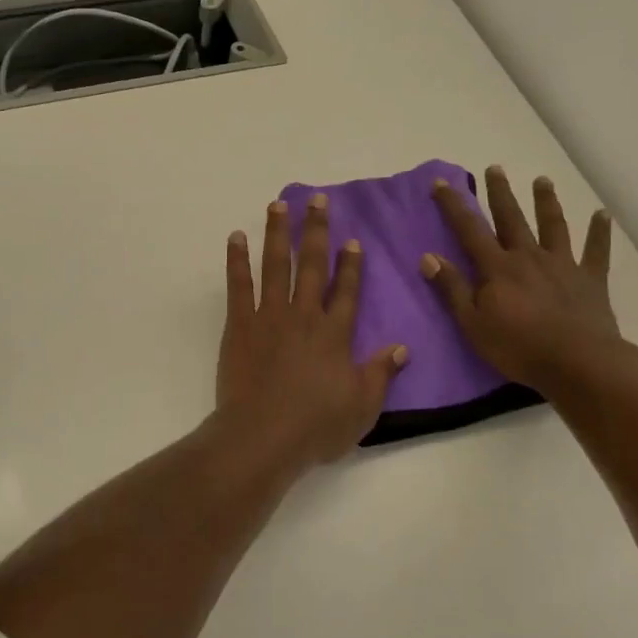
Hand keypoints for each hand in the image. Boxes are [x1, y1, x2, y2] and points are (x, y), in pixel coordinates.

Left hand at [213, 194, 406, 470]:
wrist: (262, 437)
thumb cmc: (315, 427)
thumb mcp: (362, 407)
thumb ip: (381, 373)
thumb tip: (402, 347)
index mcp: (334, 334)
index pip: (346, 290)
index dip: (351, 264)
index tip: (352, 240)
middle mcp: (304, 316)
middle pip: (312, 265)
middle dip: (316, 230)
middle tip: (317, 200)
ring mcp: (269, 316)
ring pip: (275, 265)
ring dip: (277, 233)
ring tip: (278, 204)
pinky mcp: (240, 325)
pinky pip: (238, 285)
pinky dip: (237, 260)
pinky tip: (236, 237)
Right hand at [421, 166, 627, 398]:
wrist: (579, 363)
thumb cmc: (519, 347)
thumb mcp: (473, 324)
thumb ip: (452, 288)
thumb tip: (428, 256)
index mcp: (498, 268)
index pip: (469, 230)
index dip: (454, 206)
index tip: (441, 182)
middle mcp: (529, 256)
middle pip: (512, 218)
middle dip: (500, 192)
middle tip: (495, 168)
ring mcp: (563, 265)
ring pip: (553, 226)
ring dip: (546, 202)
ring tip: (542, 180)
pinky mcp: (590, 279)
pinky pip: (596, 251)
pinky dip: (599, 232)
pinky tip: (603, 214)